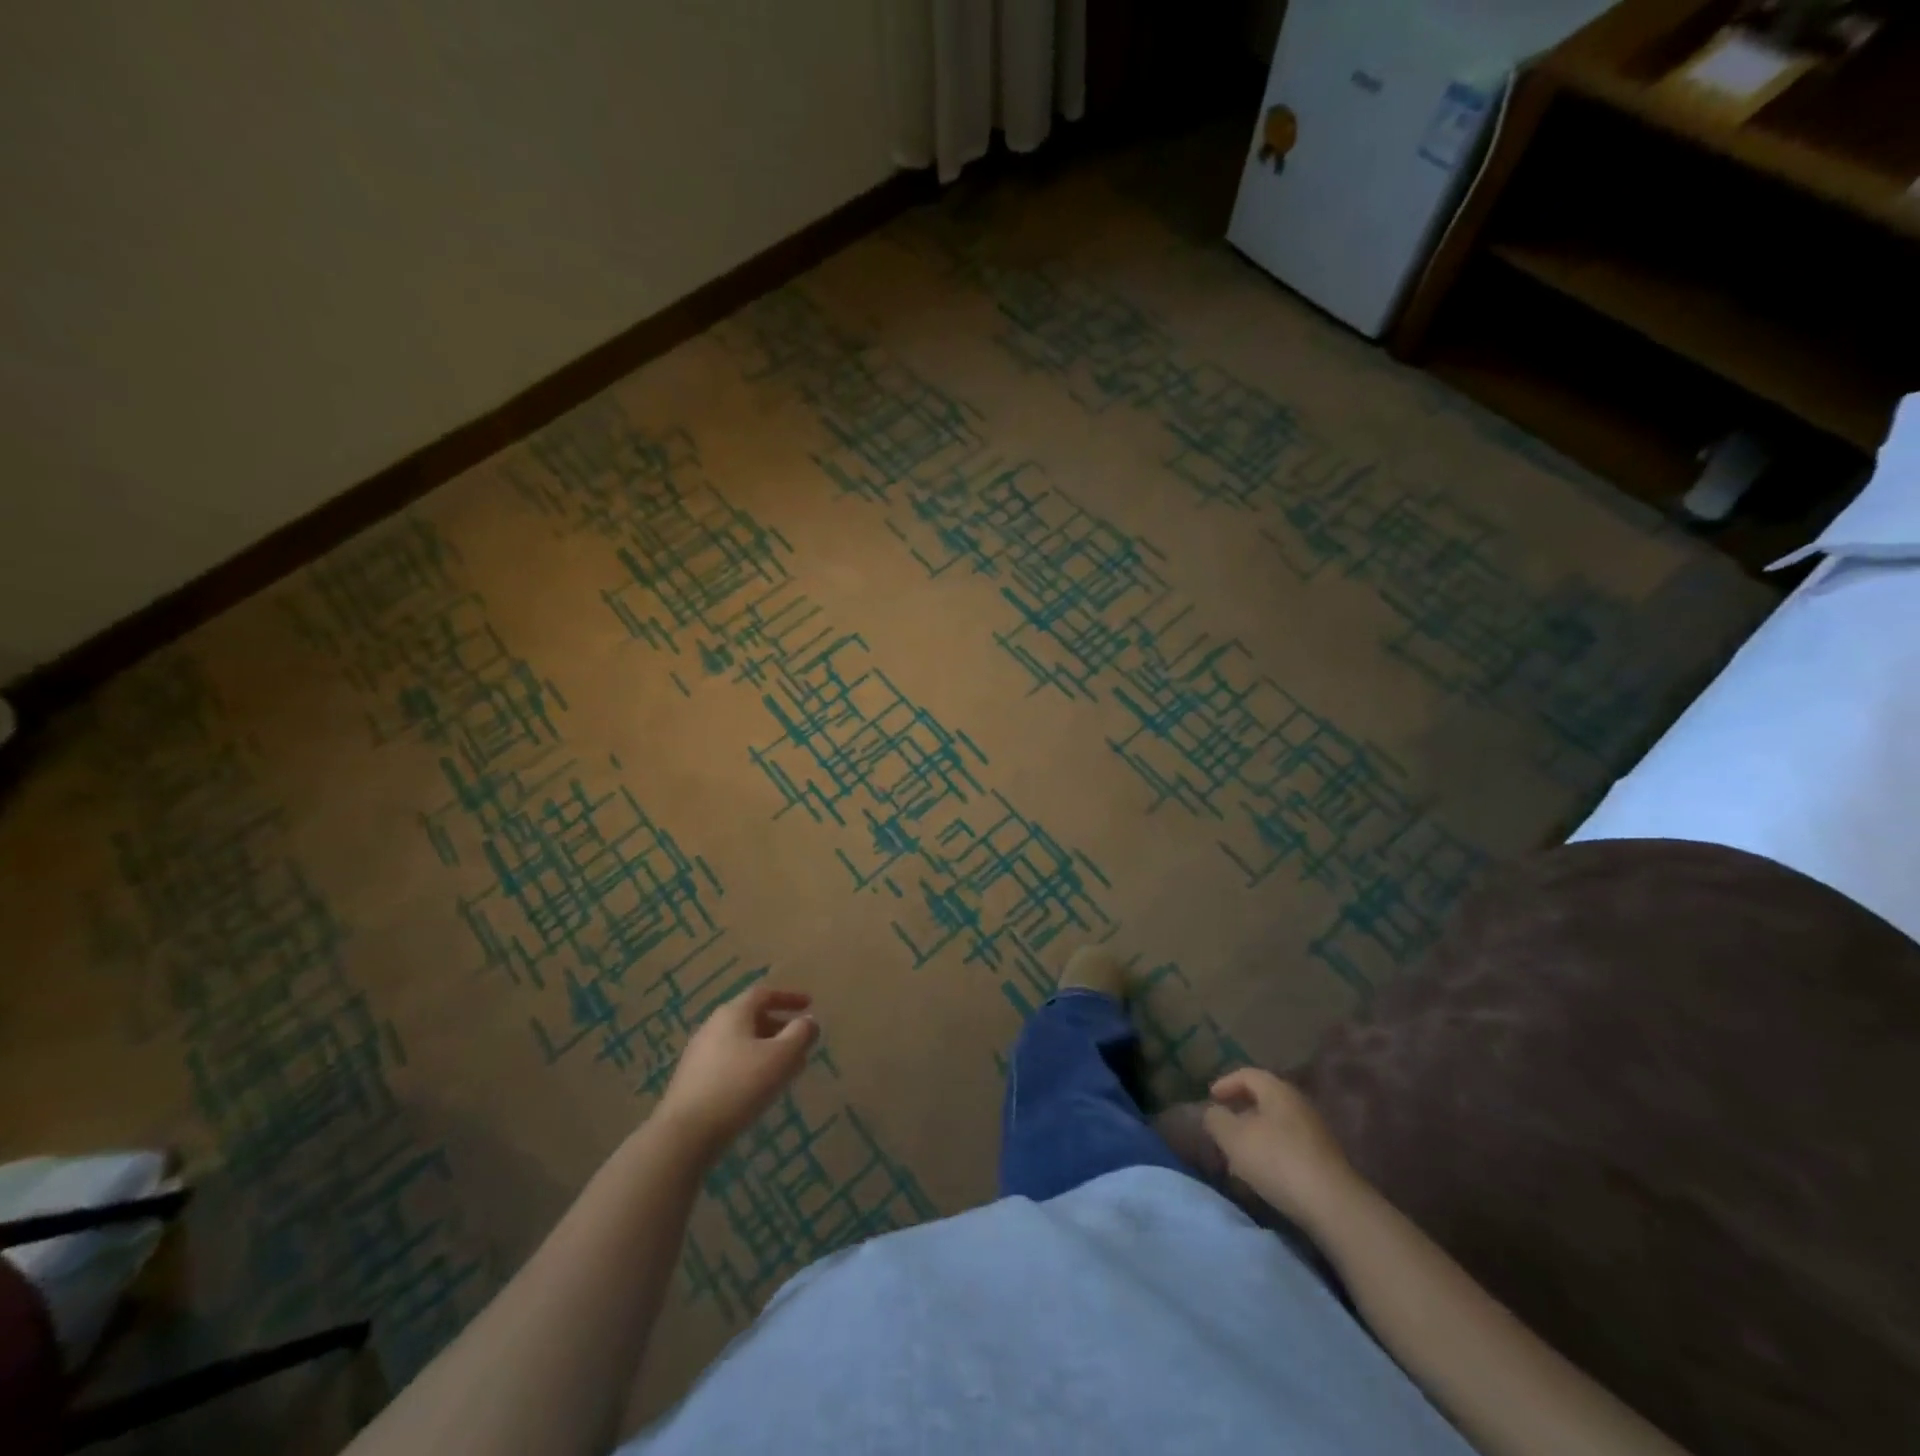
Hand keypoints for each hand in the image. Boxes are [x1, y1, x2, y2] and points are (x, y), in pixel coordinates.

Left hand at [655, 987, 818, 1163]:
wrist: (685, 1135)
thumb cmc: (739, 1086)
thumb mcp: (781, 1057)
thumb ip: (800, 1034)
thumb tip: (809, 1021)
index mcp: (733, 1013)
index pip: (763, 994)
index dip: (788, 997)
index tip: (809, 1005)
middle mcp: (713, 1027)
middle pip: (750, 1017)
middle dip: (778, 1027)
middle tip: (799, 1041)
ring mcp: (699, 1055)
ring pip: (740, 1042)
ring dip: (765, 1049)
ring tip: (785, 1069)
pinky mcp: (692, 1081)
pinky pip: (729, 1063)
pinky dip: (750, 1066)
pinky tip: (759, 1089)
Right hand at [1202, 1068, 1353, 1222]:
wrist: (1333, 1205)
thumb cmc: (1277, 1160)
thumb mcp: (1233, 1138)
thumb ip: (1216, 1119)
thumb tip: (1213, 1112)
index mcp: (1277, 1091)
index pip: (1247, 1074)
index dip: (1226, 1083)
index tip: (1211, 1098)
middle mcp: (1298, 1105)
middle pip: (1263, 1100)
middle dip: (1240, 1113)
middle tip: (1222, 1129)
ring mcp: (1315, 1133)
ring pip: (1275, 1126)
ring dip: (1254, 1137)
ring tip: (1237, 1158)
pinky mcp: (1323, 1160)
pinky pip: (1289, 1147)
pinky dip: (1270, 1154)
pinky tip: (1262, 1175)